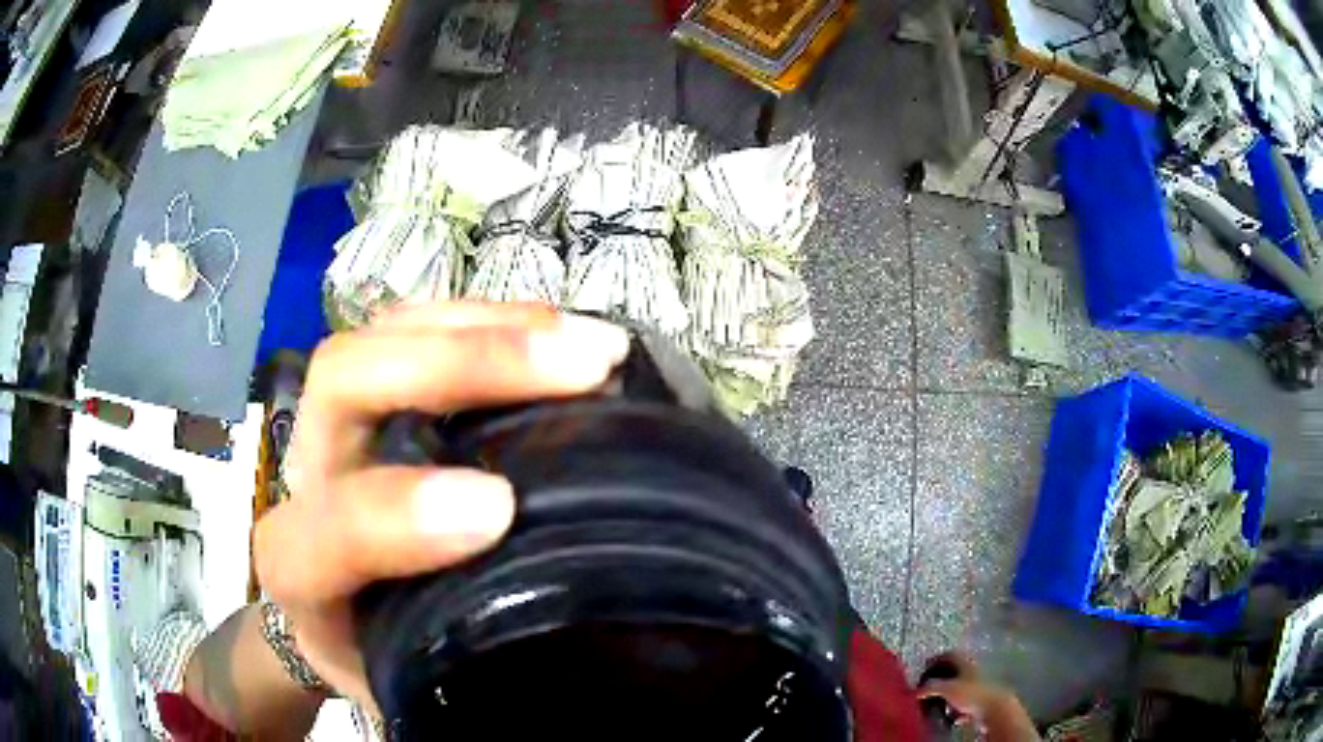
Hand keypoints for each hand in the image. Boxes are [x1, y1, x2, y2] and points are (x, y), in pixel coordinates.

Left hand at [254, 302, 629, 711]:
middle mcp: (309, 476)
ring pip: (387, 335)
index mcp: (302, 571)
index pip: (324, 534)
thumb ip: (452, 692)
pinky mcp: (378, 393)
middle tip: (582, 366)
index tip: (500, 509)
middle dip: (462, 365)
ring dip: (491, 328)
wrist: (330, 613)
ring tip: (588, 342)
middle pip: (347, 379)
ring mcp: (341, 420)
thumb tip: (565, 693)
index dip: (395, 515)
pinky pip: (418, 326)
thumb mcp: (407, 686)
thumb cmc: (373, 652)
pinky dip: (491, 321)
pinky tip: (555, 330)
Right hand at [917, 654, 1038, 740]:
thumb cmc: (972, 693)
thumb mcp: (947, 688)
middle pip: (953, 671)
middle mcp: (972, 670)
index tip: (923, 668)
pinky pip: (963, 702)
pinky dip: (955, 708)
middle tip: (926, 688)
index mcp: (965, 662)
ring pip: (958, 687)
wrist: (994, 707)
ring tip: (936, 704)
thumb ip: (930, 688)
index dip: (935, 659)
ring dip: (947, 695)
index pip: (949, 654)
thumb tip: (912, 691)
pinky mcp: (979, 699)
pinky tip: (951, 716)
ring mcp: (977, 685)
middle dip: (939, 679)